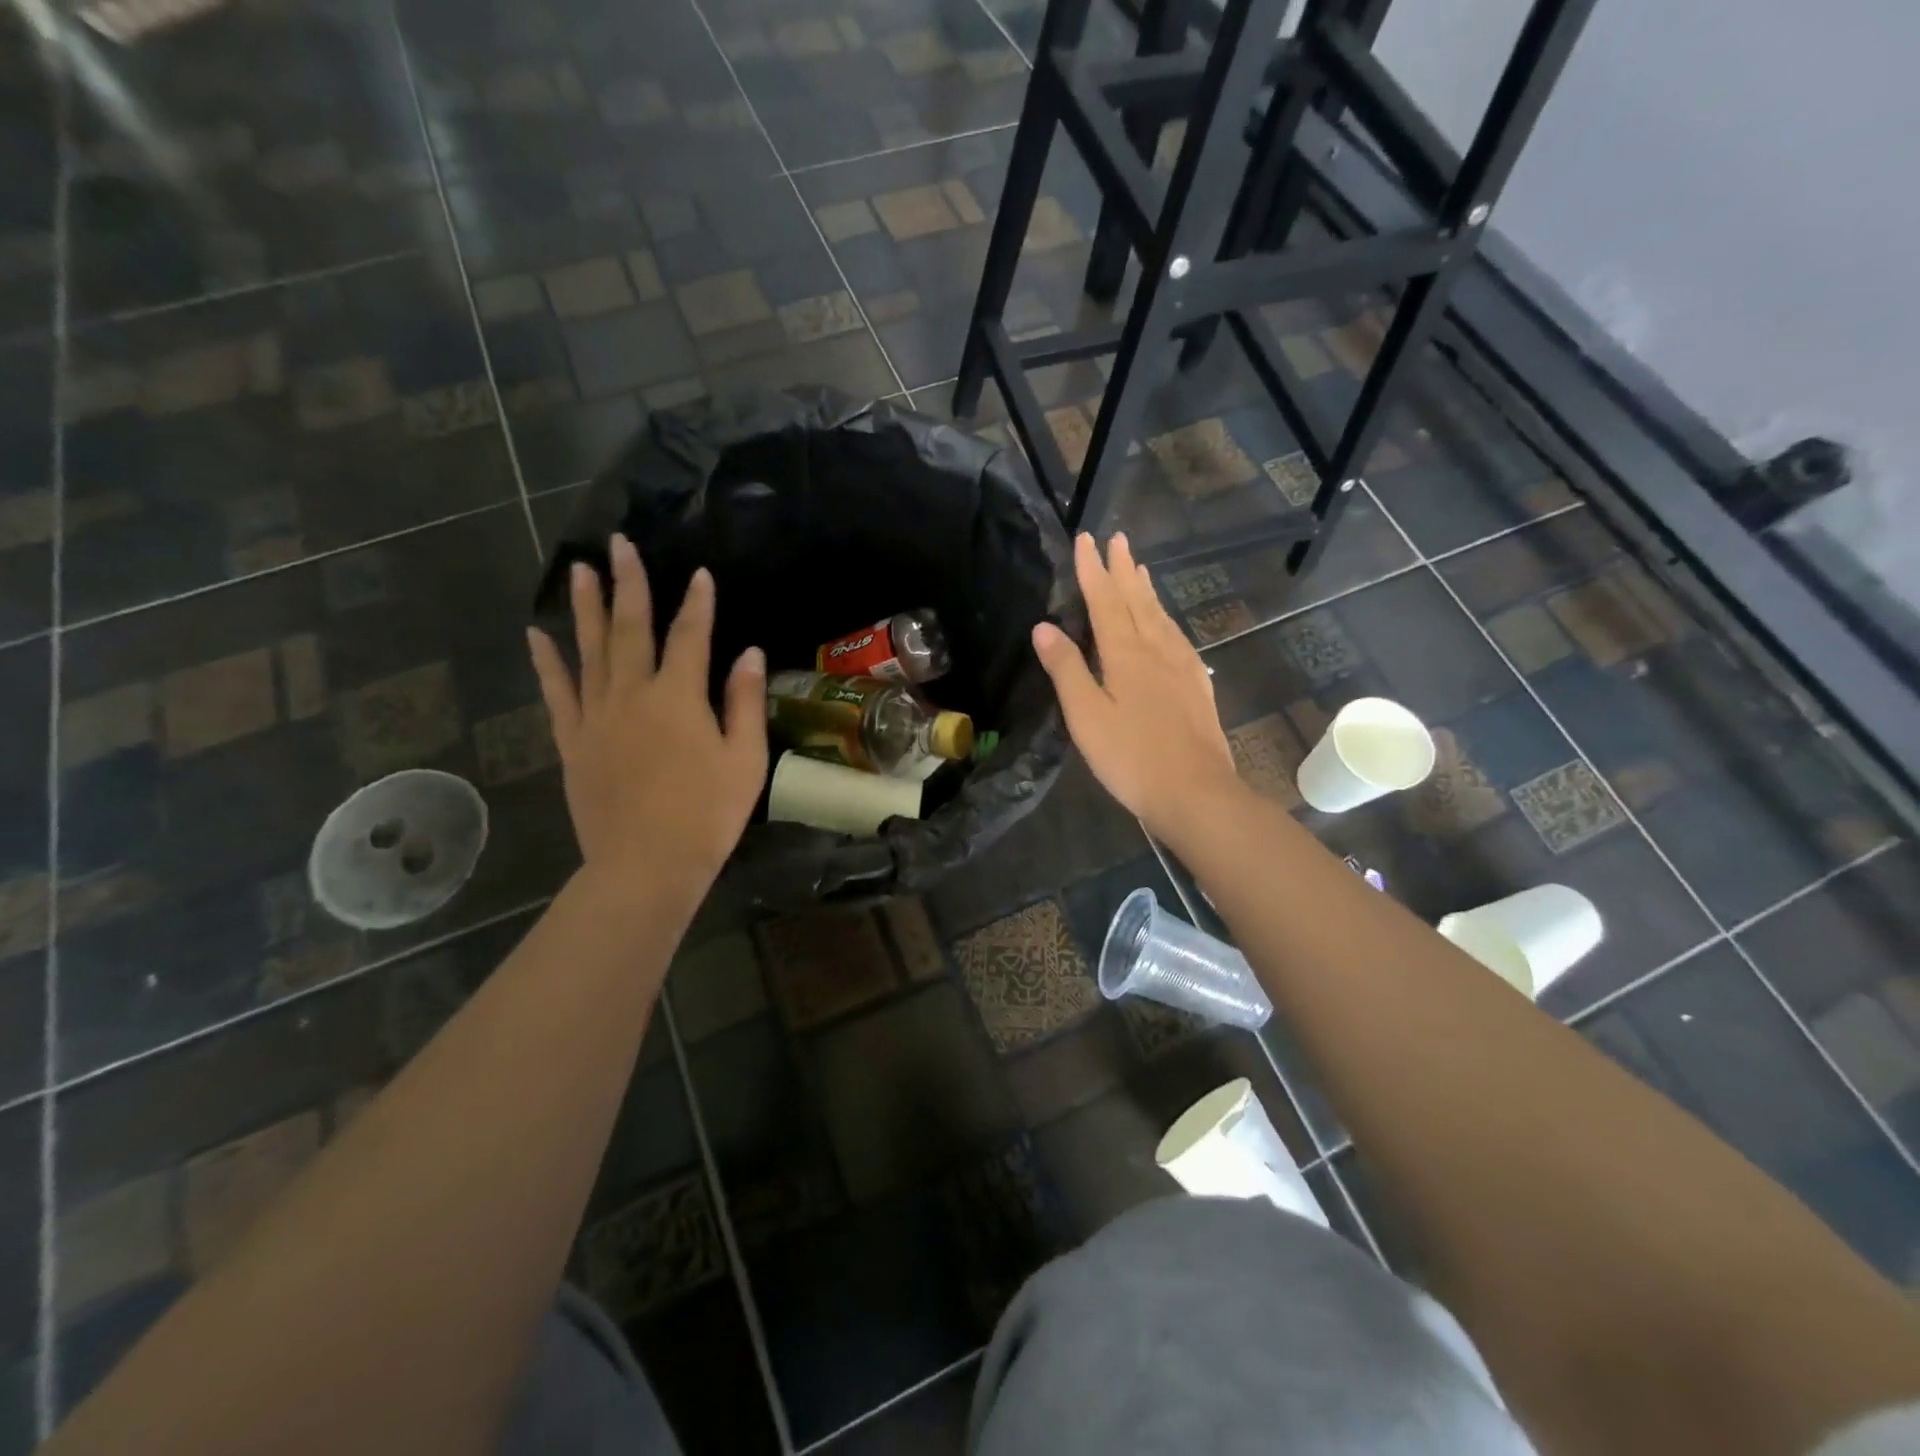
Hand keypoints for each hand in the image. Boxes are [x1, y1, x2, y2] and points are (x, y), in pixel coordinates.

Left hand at [528, 534, 767, 899]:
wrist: (645, 865)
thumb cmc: (707, 815)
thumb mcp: (745, 760)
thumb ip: (745, 702)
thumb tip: (749, 653)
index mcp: (679, 698)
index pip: (691, 636)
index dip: (698, 603)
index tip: (700, 574)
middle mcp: (632, 694)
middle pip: (631, 629)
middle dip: (630, 584)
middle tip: (620, 544)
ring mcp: (596, 716)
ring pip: (589, 650)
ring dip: (587, 608)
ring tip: (580, 570)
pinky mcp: (573, 741)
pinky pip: (557, 693)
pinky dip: (547, 662)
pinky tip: (537, 636)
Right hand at [1031, 532, 1239, 840]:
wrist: (1196, 792)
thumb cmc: (1131, 758)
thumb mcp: (1086, 716)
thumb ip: (1066, 669)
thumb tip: (1043, 626)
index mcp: (1126, 653)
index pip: (1106, 600)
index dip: (1093, 569)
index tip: (1086, 538)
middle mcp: (1157, 649)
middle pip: (1138, 599)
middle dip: (1124, 569)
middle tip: (1117, 538)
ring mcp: (1182, 666)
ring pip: (1160, 615)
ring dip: (1146, 589)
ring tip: (1139, 568)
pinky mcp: (1196, 685)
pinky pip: (1176, 636)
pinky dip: (1165, 617)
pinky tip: (1165, 624)